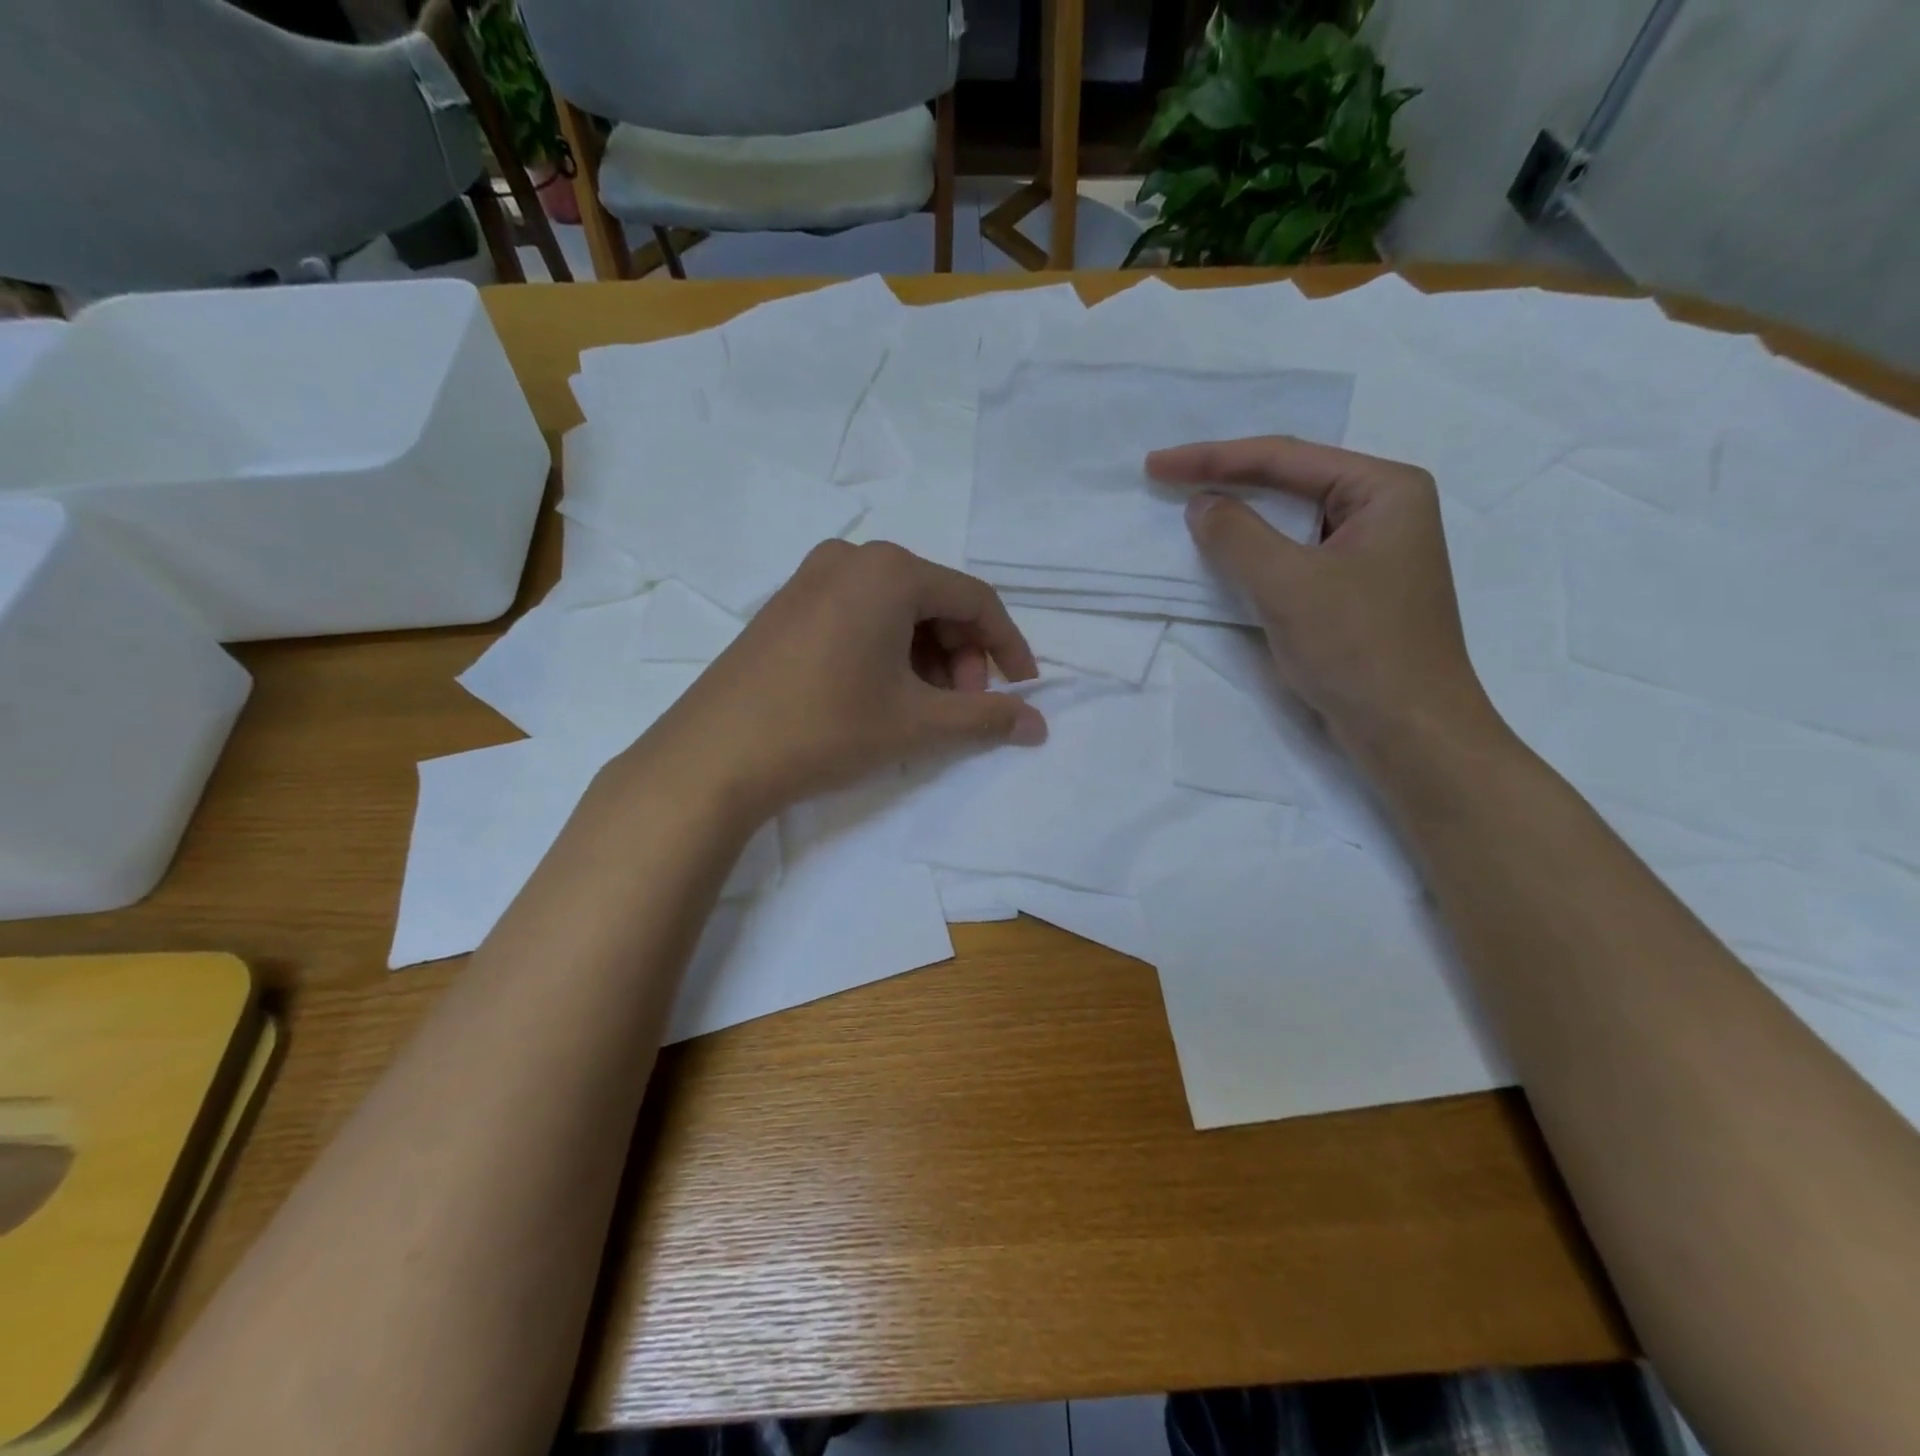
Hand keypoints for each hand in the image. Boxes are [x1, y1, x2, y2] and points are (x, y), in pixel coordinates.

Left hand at [635, 541, 1045, 824]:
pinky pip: (859, 615)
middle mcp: (852, 559)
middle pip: (935, 601)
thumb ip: (986, 718)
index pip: (975, 600)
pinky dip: (887, 650)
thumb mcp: (917, 724)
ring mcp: (812, 578)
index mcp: (890, 571)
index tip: (1022, 690)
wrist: (714, 755)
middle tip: (961, 707)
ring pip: (897, 610)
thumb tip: (1038, 724)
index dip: (1008, 646)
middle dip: (961, 656)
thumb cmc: (827, 727)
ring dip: (926, 656)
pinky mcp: (787, 604)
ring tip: (921, 708)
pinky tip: (881, 693)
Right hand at [1147, 436, 1498, 763]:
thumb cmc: (1357, 648)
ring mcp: (1372, 552)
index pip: (1285, 458)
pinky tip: (1226, 556)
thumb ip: (1237, 535)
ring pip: (1291, 521)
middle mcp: (1385, 510)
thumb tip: (1201, 505)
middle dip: (1227, 479)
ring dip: (1240, 517)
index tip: (1156, 465)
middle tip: (1168, 478)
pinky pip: (1296, 556)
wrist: (1409, 730)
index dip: (1213, 458)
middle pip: (1291, 481)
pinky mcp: (1356, 590)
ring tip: (1188, 509)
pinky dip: (1257, 553)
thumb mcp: (1287, 584)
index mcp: (1385, 488)